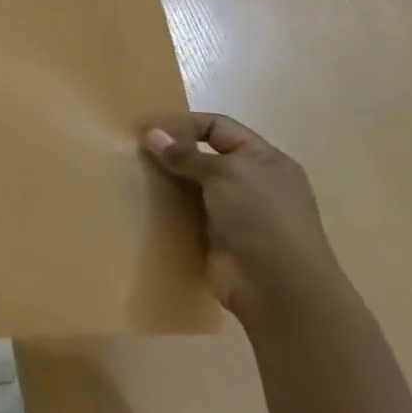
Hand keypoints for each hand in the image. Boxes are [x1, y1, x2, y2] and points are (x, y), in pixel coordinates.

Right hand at [140, 113, 349, 328]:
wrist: (278, 288)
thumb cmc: (261, 218)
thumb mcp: (226, 174)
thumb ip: (187, 154)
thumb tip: (152, 135)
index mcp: (264, 160)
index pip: (219, 127)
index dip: (185, 124)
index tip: (148, 131)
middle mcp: (251, 182)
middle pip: (203, 156)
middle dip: (171, 152)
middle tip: (133, 152)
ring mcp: (234, 212)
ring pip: (192, 185)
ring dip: (166, 181)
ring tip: (133, 175)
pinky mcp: (216, 237)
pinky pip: (186, 213)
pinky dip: (167, 208)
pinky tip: (143, 204)